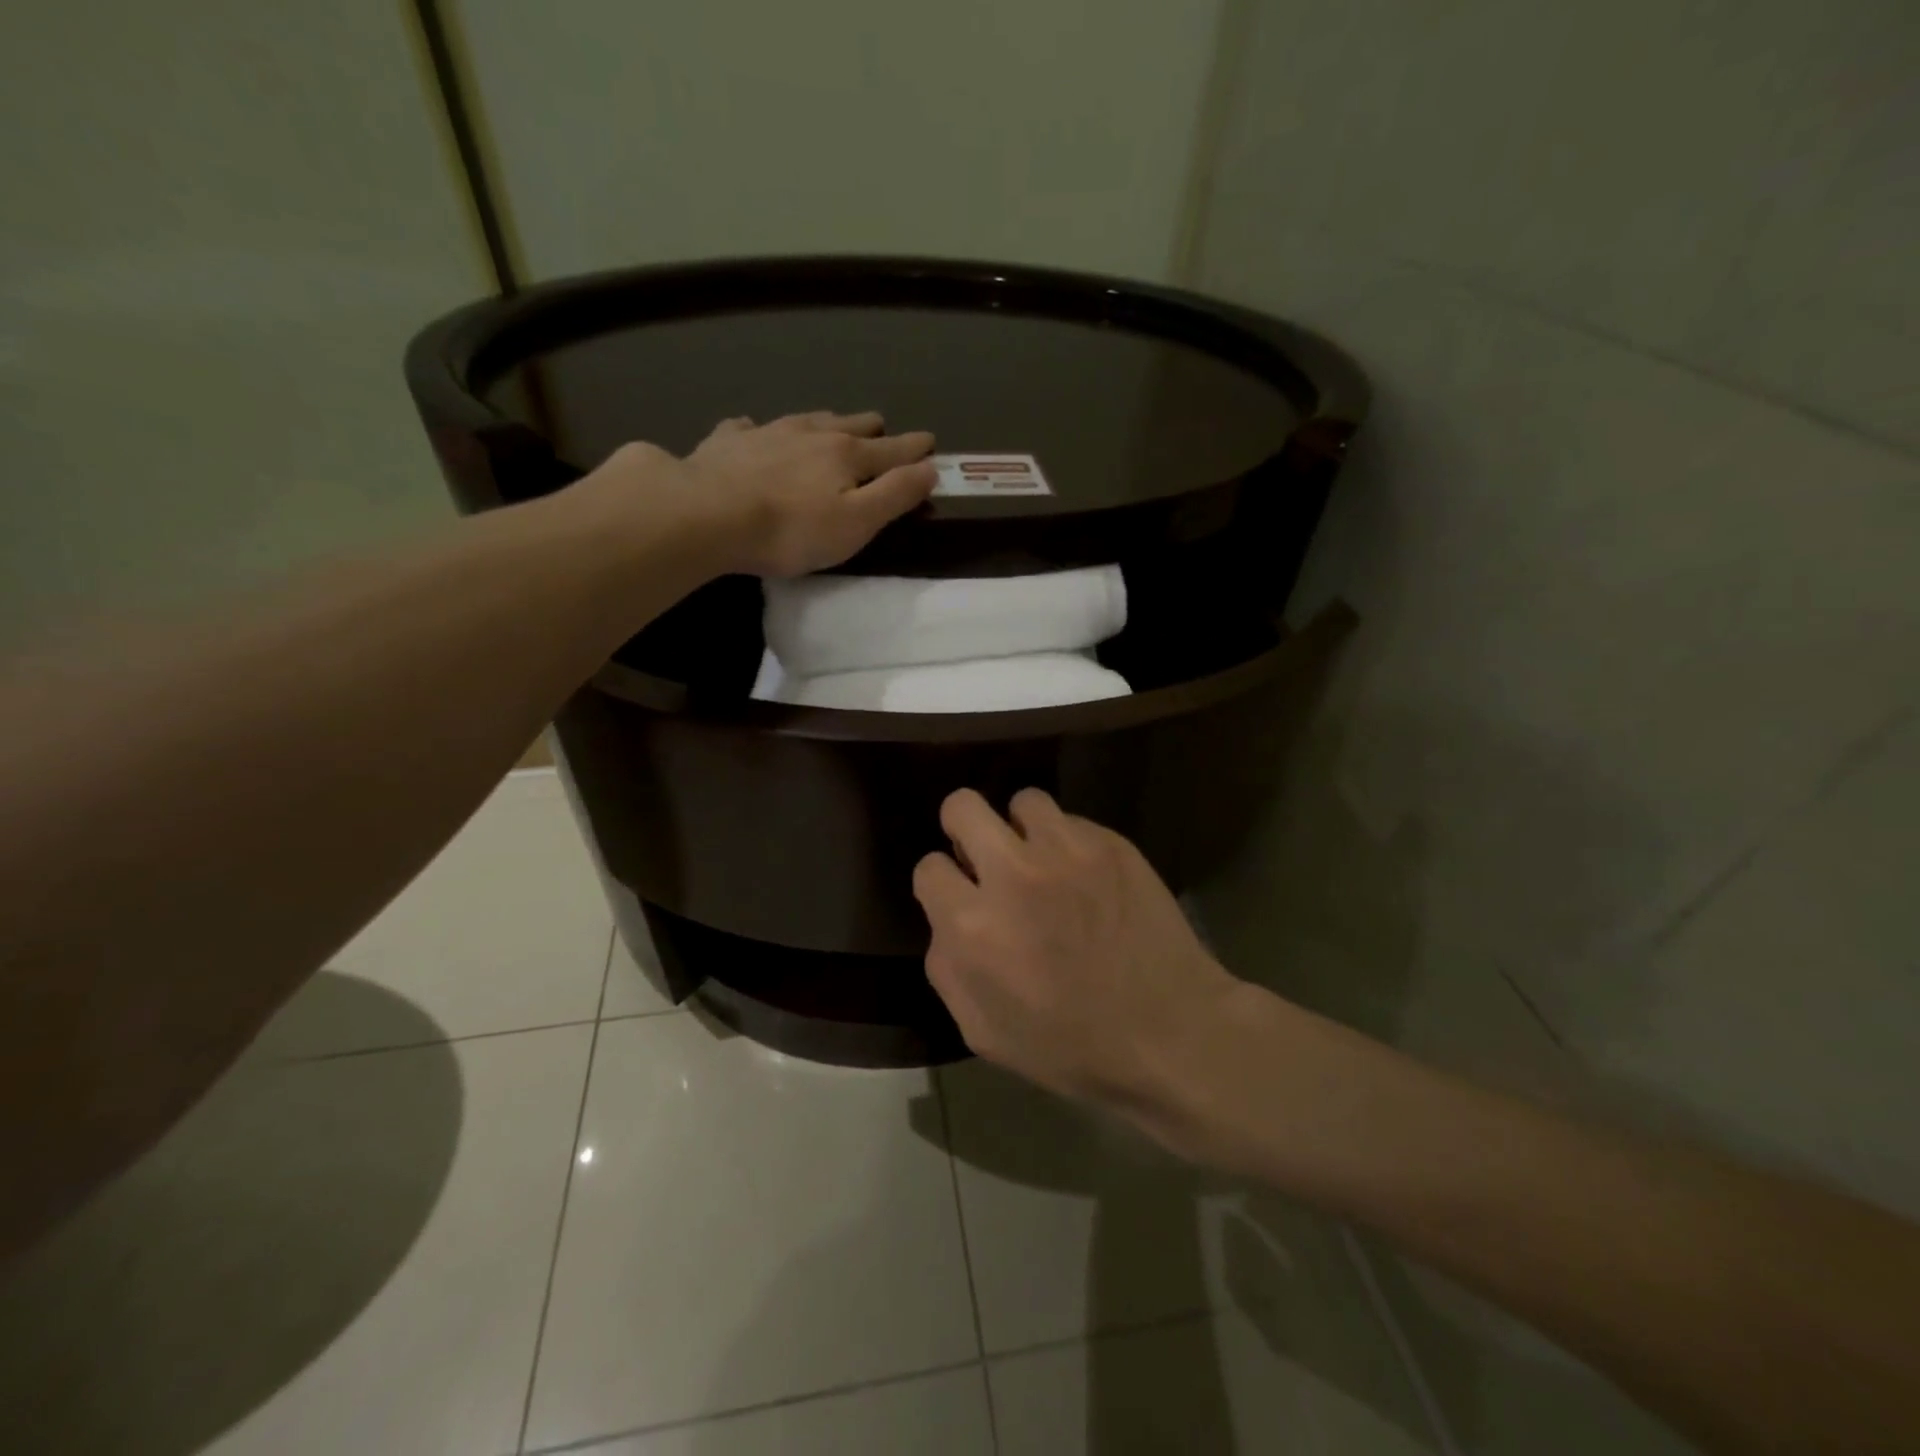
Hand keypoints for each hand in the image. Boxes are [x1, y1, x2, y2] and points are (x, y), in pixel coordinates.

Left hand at [586, 411, 936, 578]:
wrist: (708, 514)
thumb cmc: (791, 530)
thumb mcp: (856, 522)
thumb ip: (895, 495)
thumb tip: (930, 468)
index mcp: (846, 456)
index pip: (891, 450)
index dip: (914, 449)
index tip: (930, 441)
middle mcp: (810, 435)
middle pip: (849, 427)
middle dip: (871, 428)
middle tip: (882, 426)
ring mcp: (766, 433)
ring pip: (805, 420)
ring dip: (825, 421)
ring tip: (833, 421)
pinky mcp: (727, 443)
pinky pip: (748, 428)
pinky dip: (758, 429)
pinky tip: (752, 428)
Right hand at [914, 788, 1243, 1111]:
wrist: (1169, 1033)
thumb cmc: (1071, 1047)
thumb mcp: (982, 1030)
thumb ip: (947, 967)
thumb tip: (946, 921)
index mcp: (973, 925)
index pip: (929, 867)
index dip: (942, 883)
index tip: (961, 896)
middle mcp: (1013, 873)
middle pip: (963, 806)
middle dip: (964, 828)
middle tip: (984, 856)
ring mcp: (1066, 851)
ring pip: (1022, 802)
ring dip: (1020, 829)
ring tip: (1039, 859)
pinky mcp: (1110, 843)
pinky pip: (1072, 821)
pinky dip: (1068, 842)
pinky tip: (1086, 876)